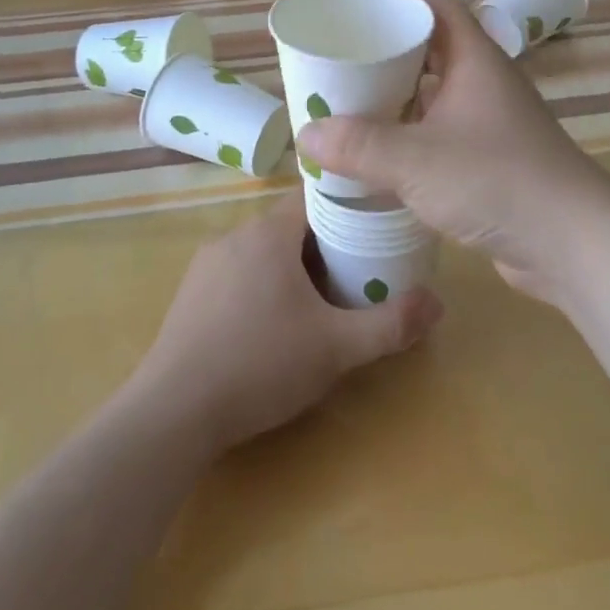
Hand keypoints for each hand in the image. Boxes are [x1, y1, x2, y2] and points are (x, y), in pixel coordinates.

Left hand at [129, 193, 441, 456]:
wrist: (171, 414)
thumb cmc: (260, 365)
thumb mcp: (336, 348)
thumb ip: (390, 324)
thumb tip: (438, 303)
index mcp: (269, 233)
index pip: (315, 195)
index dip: (347, 206)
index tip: (374, 226)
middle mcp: (235, 235)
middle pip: (291, 224)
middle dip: (325, 243)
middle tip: (357, 273)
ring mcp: (207, 264)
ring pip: (263, 249)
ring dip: (292, 266)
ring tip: (320, 302)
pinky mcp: (190, 293)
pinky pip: (238, 272)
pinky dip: (262, 284)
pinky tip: (272, 326)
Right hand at [296, 0, 609, 304]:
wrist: (573, 243)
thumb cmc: (496, 180)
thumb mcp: (416, 160)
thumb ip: (359, 146)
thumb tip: (307, 135)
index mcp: (475, 60)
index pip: (437, 6)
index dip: (399, 1)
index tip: (356, 15)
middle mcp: (486, 83)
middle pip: (432, 50)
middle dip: (387, 56)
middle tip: (341, 66)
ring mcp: (492, 124)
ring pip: (437, 96)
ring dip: (398, 101)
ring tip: (351, 110)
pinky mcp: (493, 162)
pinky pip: (444, 135)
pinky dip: (413, 138)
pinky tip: (383, 158)